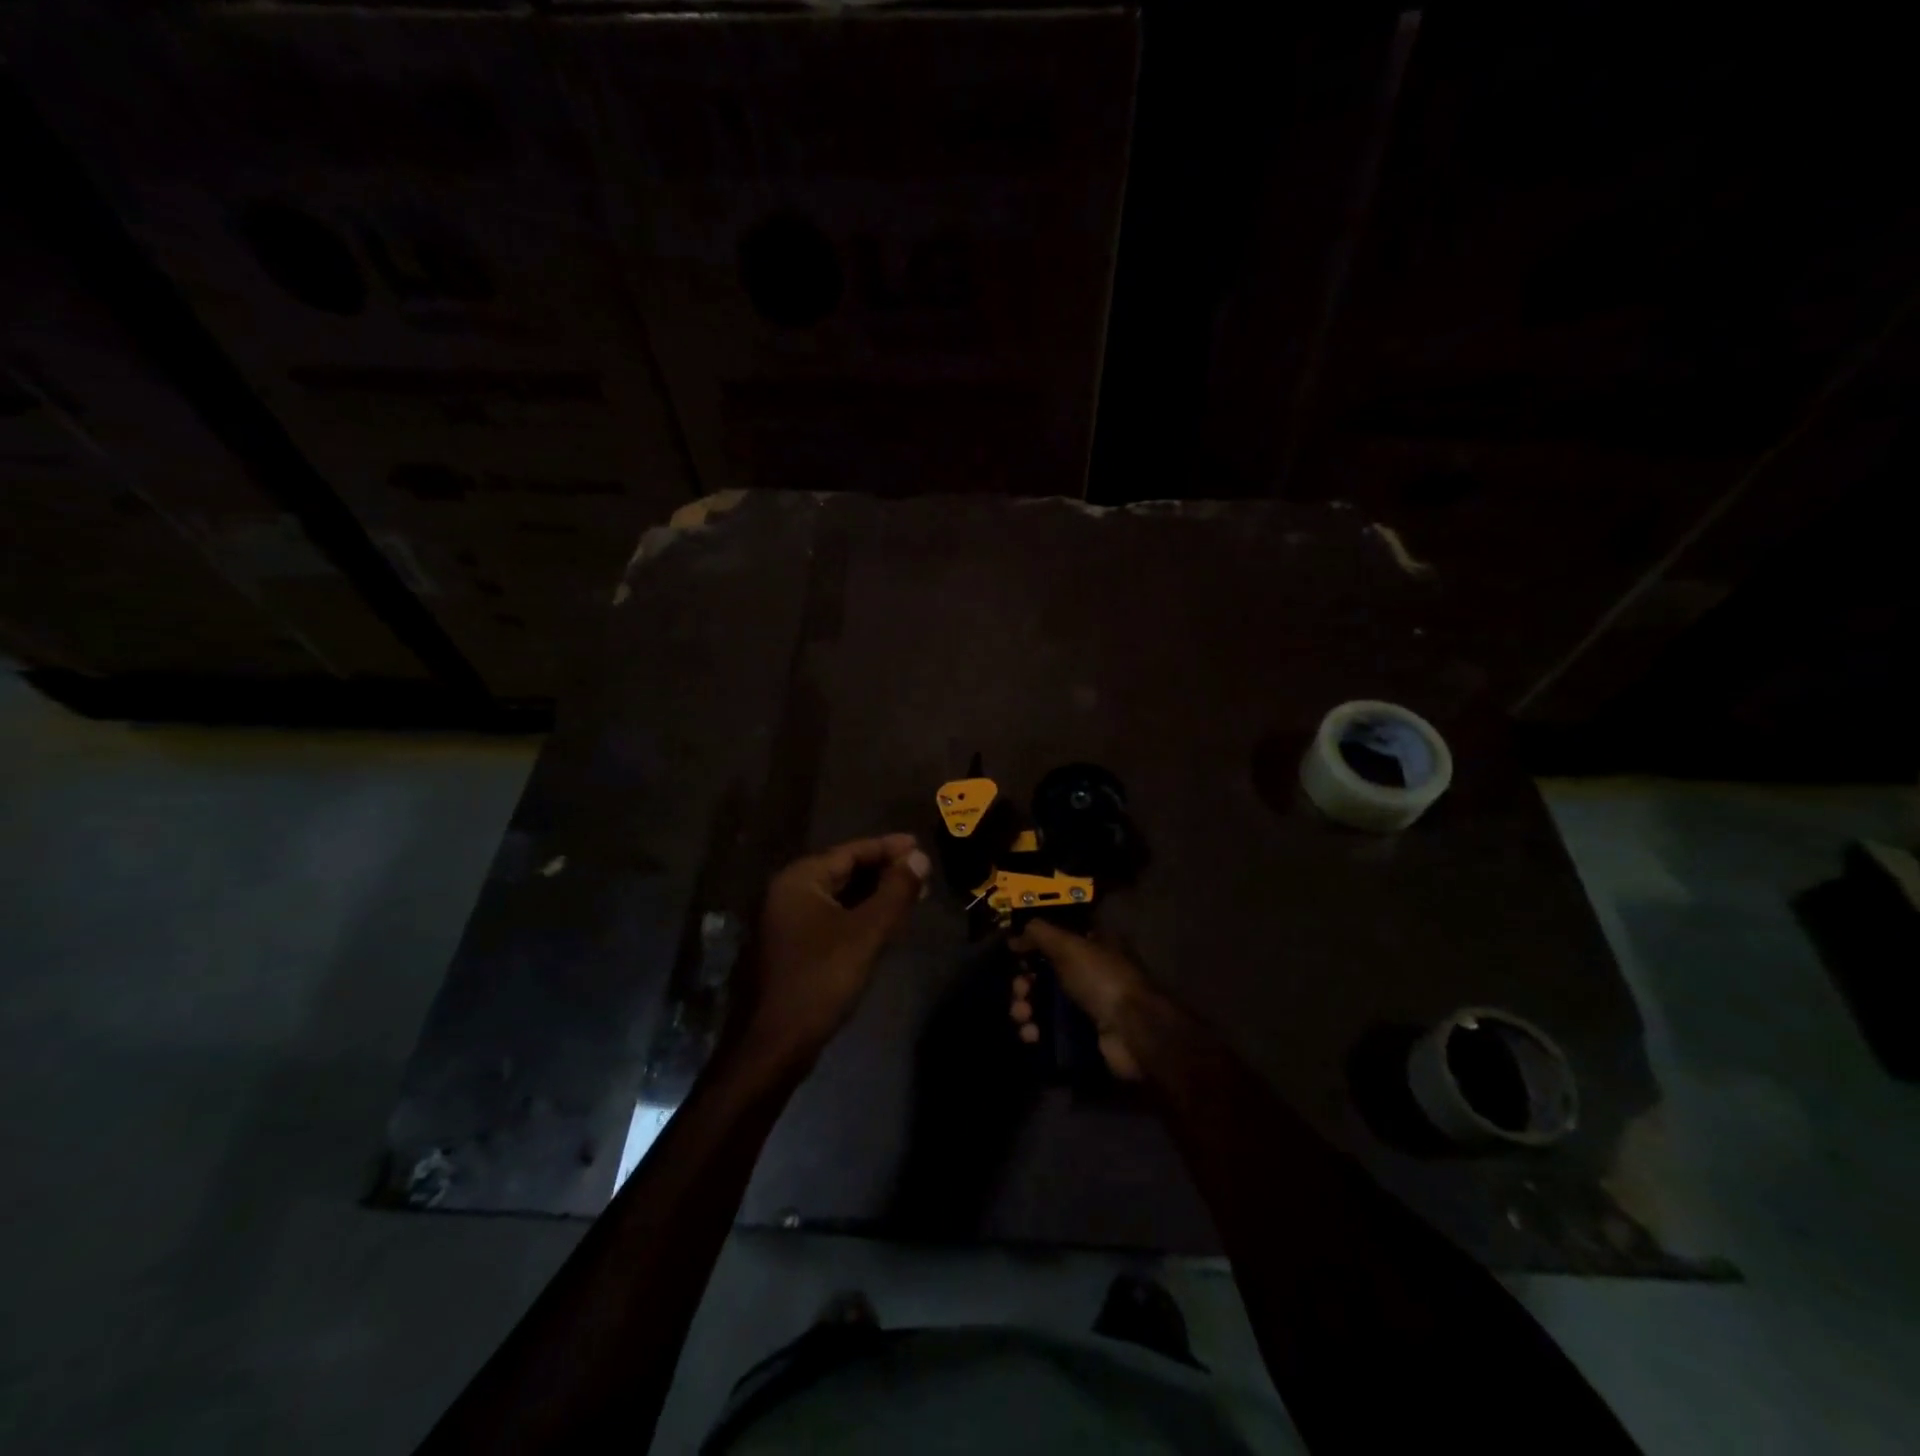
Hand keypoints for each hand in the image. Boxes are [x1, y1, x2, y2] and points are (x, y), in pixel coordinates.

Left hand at [734, 834, 929, 1072]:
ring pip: (838, 897)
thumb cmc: (820, 980)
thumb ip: (895, 892)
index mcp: (799, 880)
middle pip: (843, 871)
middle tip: (922, 873)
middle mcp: (787, 893)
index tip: (920, 845)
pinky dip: (858, 915)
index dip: (888, 848)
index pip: (850, 851)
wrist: (773, 1046)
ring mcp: (785, 922)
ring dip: (873, 895)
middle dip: (883, 872)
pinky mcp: (790, 948)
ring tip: (911, 895)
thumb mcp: (866, 933)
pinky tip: (883, 923)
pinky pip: (831, 918)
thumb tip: (919, 857)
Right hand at [1008, 919, 1151, 1080]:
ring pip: (1044, 1003)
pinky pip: (1051, 1030)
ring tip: (1022, 1017)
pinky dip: (1036, 1031)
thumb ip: (1039, 934)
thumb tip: (1015, 937)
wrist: (1133, 1032)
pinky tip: (1031, 1035)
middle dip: (1025, 983)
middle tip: (1019, 991)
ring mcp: (1088, 1005)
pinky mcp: (1083, 1035)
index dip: (1033, 946)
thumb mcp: (1069, 945)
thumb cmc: (1102, 979)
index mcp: (1094, 944)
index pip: (1057, 939)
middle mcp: (1091, 972)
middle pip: (1046, 973)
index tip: (1015, 955)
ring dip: (1026, 1009)